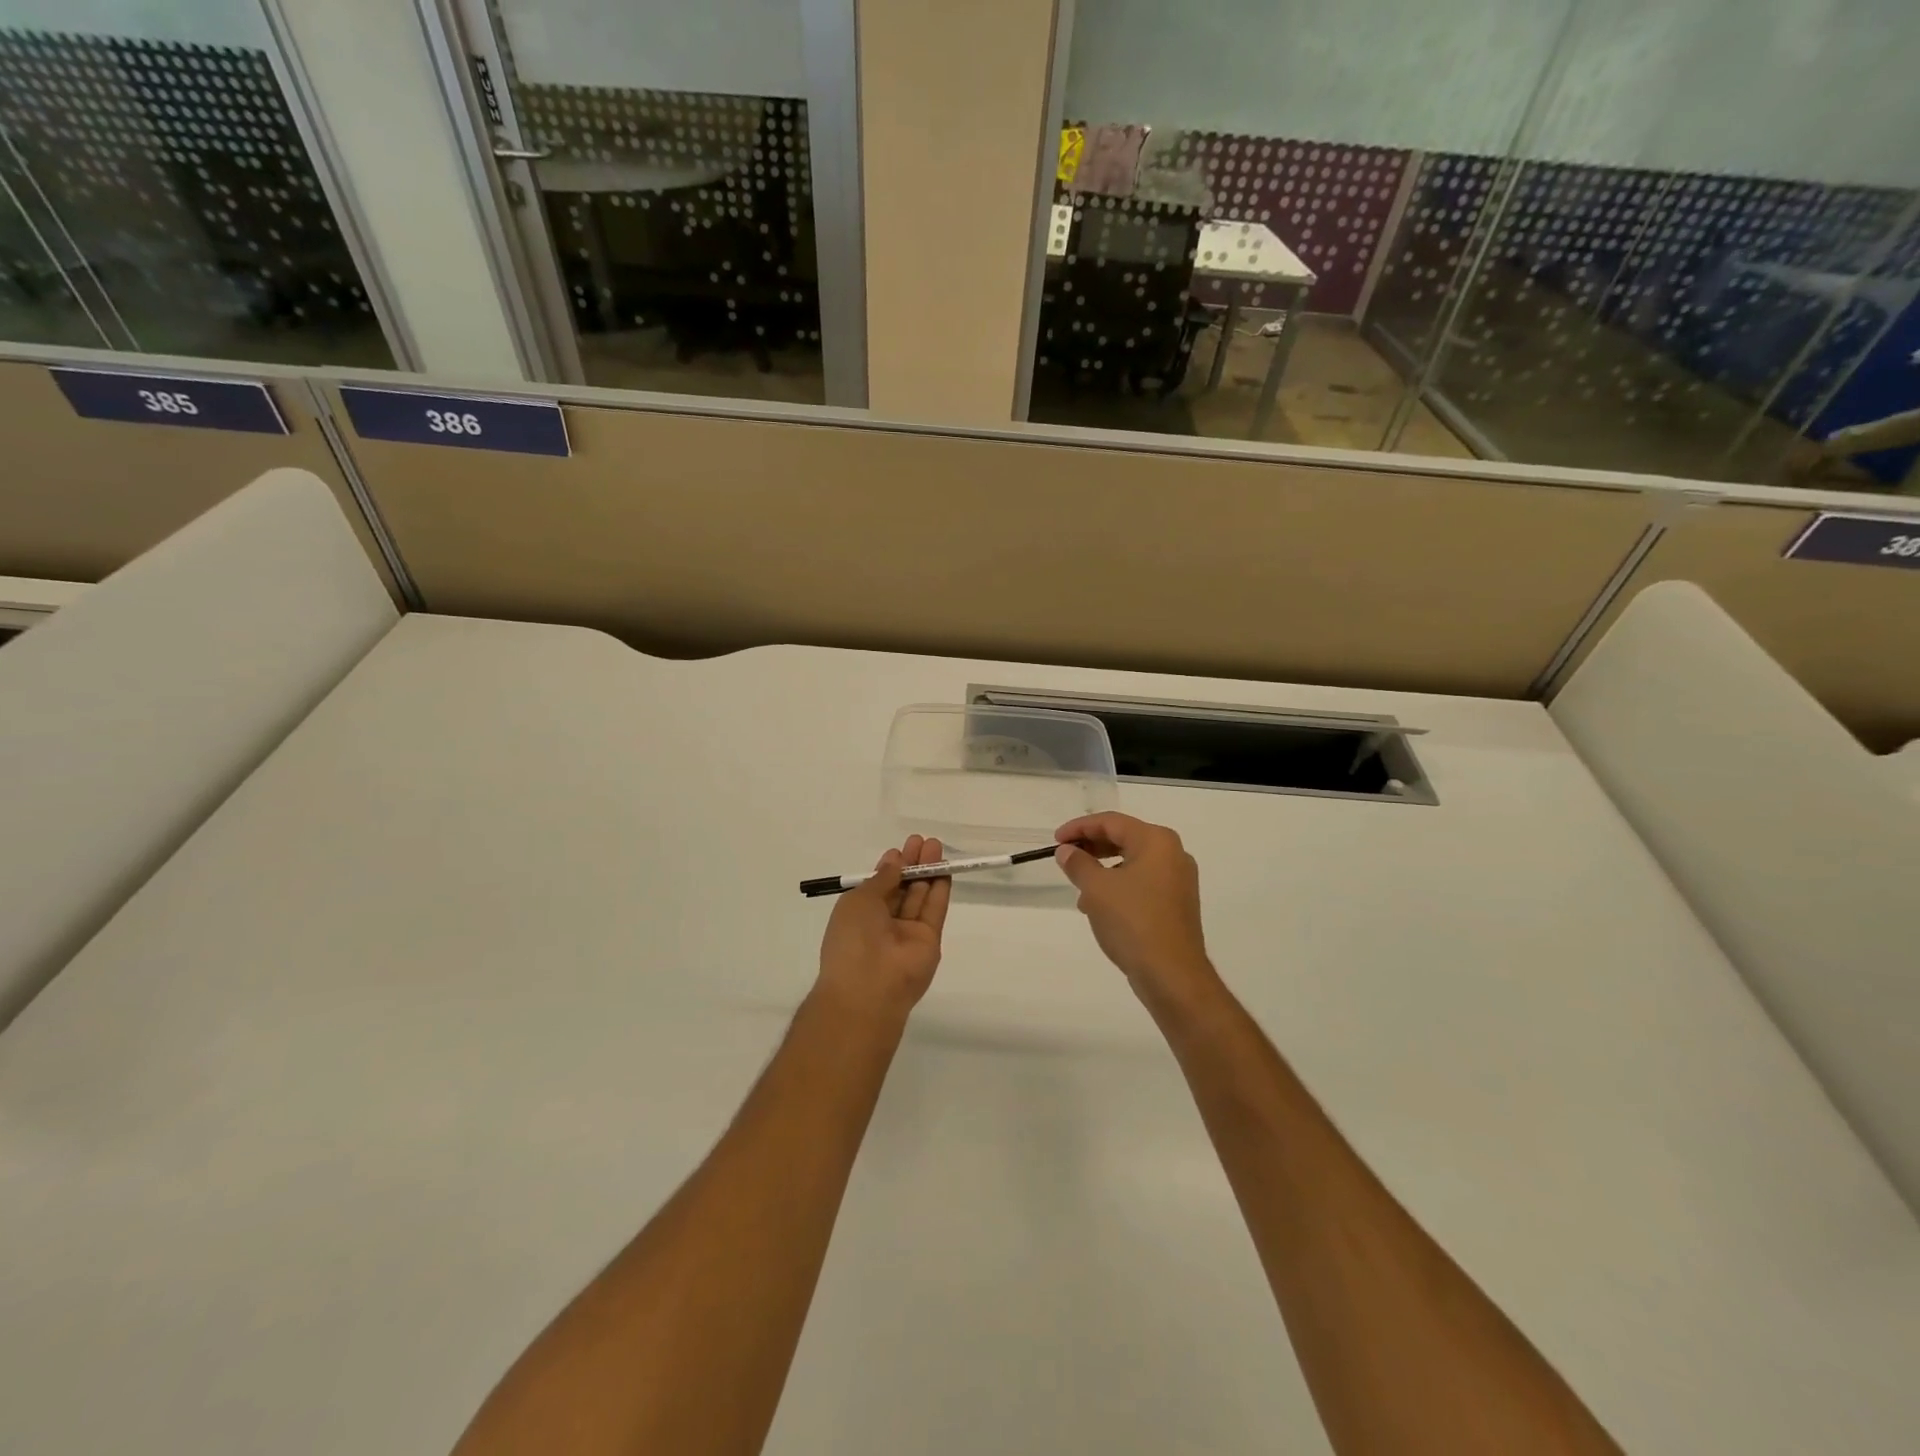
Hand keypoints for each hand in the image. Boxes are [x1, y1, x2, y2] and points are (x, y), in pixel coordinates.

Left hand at [814, 835, 950, 1020]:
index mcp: (860, 915)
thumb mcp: (859, 900)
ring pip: (920, 896)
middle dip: (912, 864)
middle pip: (902, 888)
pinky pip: (935, 910)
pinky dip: (940, 888)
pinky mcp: (930, 940)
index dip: (890, 866)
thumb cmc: (852, 938)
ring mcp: (908, 932)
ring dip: (928, 871)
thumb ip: (881, 879)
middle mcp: (884, 923)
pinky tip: (944, 869)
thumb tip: (895, 862)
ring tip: (935, 845)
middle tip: (922, 841)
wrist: (869, 987)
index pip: (879, 886)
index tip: (900, 849)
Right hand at [1055, 813, 1220, 1016]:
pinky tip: (1099, 907)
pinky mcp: (1177, 904)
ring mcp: (1179, 880)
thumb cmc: (1132, 922)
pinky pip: (1142, 883)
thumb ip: (1078, 863)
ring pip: (1132, 862)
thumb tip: (1067, 851)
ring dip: (1103, 869)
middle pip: (1124, 839)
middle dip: (1092, 847)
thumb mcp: (1096, 889)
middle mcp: (1173, 854)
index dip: (1079, 828)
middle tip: (1066, 857)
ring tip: (1079, 887)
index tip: (1056, 841)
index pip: (1111, 822)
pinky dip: (1119, 886)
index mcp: (1156, 841)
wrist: (1171, 974)